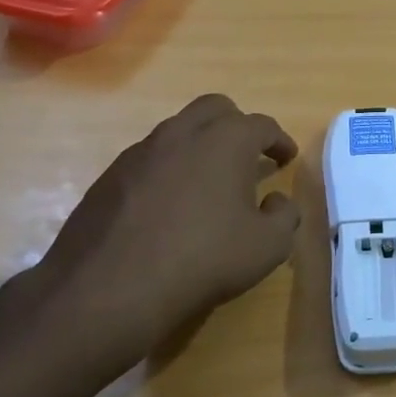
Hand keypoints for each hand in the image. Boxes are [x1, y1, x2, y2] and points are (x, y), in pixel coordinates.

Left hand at [4, 95, 300, 392]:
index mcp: (226, 140)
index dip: (279, 141)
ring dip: (200, 145)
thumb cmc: (203, 259)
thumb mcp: (267, 246)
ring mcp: (141, 151)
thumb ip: (285, 216)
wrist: (109, 288)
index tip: (286, 158)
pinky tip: (171, 204)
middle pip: (216, 109)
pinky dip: (169, 169)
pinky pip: (150, 159)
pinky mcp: (110, 176)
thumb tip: (277, 200)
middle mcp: (183, 132)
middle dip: (238, 125)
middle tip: (249, 154)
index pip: (262, 126)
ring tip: (209, 180)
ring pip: (179, 130)